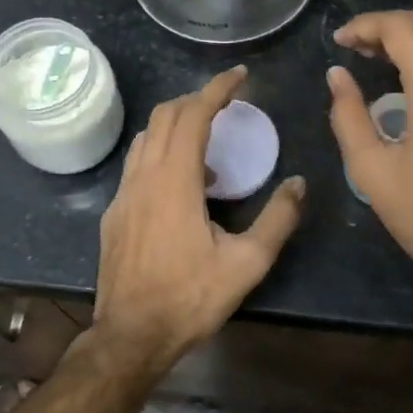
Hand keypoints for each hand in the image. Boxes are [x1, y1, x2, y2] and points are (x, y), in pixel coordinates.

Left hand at [93, 66, 304, 367]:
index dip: (217, 89)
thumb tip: (298, 184)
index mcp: (175, 180)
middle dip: (196, 100)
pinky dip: (161, 153)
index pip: (193, 115)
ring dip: (175, 125)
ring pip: (146, 138)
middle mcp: (144, 176)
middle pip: (165, 116)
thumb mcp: (247, 263)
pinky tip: (182, 184)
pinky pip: (137, 164)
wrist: (131, 335)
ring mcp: (123, 194)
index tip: (239, 76)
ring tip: (207, 141)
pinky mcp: (114, 213)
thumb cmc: (190, 297)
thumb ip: (277, 219)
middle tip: (226, 104)